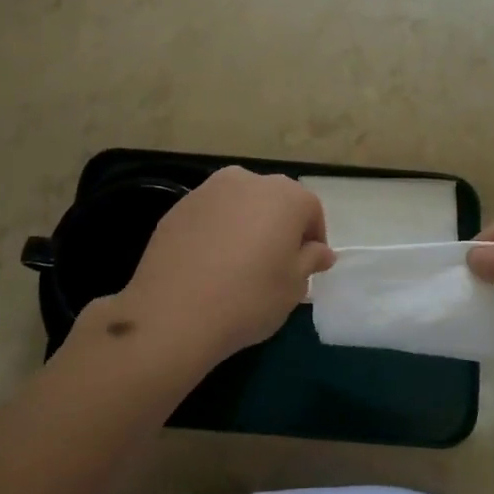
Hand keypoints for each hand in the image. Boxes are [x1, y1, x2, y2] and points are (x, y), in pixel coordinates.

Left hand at [110, 167, 334, 371]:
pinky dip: (216, 231)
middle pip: (274, 201)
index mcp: (285, 195)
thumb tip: (320, 251)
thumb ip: (310, 260)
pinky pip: (210, 216)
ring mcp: (208, 190)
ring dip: (246, 225)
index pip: (310, 210)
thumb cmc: (249, 298)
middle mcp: (247, 181)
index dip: (313, 239)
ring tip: (239, 264)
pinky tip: (209, 264)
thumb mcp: (294, 287)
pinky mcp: (178, 207)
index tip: (306, 267)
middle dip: (279, 226)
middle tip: (274, 264)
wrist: (173, 312)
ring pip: (239, 204)